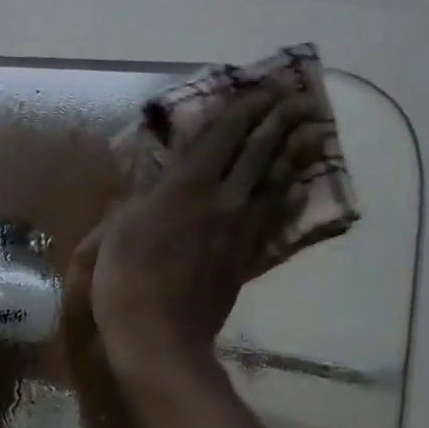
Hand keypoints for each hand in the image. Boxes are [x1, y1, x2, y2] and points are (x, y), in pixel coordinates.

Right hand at [83, 89, 329, 380]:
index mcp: (185, 186)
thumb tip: (152, 185)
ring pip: (275, 183)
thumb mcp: (115, 234)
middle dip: (279, 121)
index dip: (245, 108)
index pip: (222, 135)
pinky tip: (301, 191)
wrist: (159, 339)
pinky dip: (290, 202)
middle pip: (259, 152)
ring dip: (295, 155)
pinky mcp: (246, 260)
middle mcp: (222, 200)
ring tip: (312, 133)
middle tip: (299, 100)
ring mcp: (239, 231)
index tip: (264, 88)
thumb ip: (138, 201)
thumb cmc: (125, 284)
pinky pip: (275, 223)